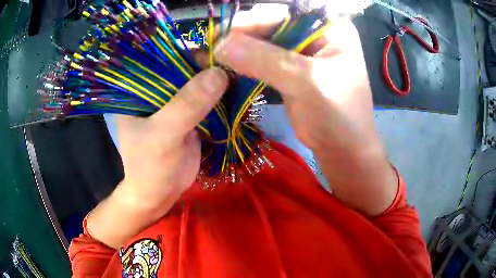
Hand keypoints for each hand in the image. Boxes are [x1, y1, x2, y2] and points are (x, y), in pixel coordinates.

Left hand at [86, 68, 227, 247]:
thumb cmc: (150, 167)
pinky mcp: (188, 114)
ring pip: (198, 83)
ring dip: (218, 79)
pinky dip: (221, 96)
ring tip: (242, 70)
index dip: (188, 50)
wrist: (159, 194)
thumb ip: (187, 105)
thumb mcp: (163, 136)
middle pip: (183, 68)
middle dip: (208, 64)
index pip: (162, 59)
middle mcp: (155, 91)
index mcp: (138, 90)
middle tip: (236, 57)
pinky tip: (238, 88)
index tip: (216, 46)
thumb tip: (219, 74)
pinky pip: (207, 99)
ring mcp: (173, 103)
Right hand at [214, 10, 397, 214]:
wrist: (343, 149)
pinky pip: (264, 59)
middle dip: (244, 35)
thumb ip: (264, 60)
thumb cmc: (338, 116)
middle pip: (275, 25)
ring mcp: (303, 51)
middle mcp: (317, 34)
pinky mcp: (291, 69)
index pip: (288, 13)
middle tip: (214, 46)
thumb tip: (220, 45)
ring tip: (215, 56)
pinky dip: (246, 62)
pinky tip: (227, 65)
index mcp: (331, 28)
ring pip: (266, 41)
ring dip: (241, 49)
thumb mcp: (306, 83)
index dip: (255, 20)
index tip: (224, 33)